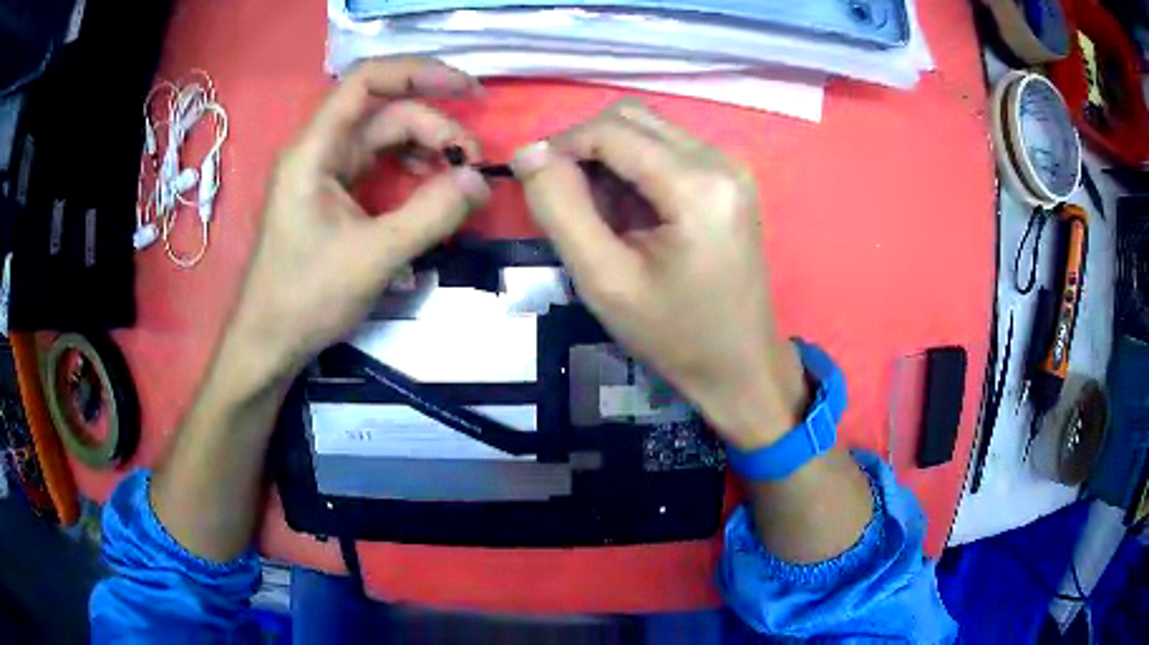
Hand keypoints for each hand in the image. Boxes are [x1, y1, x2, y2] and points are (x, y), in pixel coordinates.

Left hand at [229, 57, 489, 384]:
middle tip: (473, 163)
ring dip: (425, 149)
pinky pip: (378, 168)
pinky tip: (430, 192)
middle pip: (385, 113)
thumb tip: (480, 181)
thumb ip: (431, 214)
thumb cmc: (306, 298)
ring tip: (458, 177)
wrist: (269, 342)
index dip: (420, 72)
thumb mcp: (374, 257)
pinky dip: (410, 173)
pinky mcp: (333, 197)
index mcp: (315, 150)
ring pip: (384, 140)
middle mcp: (319, 151)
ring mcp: (325, 174)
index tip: (468, 90)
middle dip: (434, 127)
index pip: (367, 81)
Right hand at [512, 101, 805, 450]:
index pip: (611, 130)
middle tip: (568, 200)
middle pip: (632, 117)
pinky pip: (667, 149)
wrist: (740, 366)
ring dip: (610, 157)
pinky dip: (635, 167)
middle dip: (586, 146)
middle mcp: (720, 159)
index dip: (561, 145)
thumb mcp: (604, 280)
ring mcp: (730, 166)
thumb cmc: (674, 334)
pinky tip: (631, 212)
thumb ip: (560, 209)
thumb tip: (527, 153)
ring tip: (601, 212)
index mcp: (697, 184)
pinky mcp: (729, 179)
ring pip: (648, 129)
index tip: (533, 181)